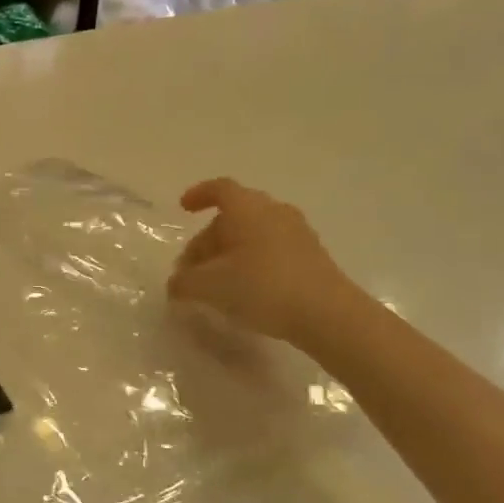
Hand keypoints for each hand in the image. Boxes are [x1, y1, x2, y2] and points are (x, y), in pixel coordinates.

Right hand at [167, 178, 362, 346]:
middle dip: (207, 240)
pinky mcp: (311, 256)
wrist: (326, 313)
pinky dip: (251, 262)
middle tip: (191, 269)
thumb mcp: (209, 286)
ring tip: (215, 283)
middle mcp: (274, 212)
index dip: (199, 195)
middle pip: (233, 217)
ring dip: (229, 253)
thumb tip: (176, 284)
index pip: (220, 189)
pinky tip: (244, 290)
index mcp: (247, 208)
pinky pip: (271, 250)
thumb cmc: (261, 287)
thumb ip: (184, 282)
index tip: (184, 208)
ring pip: (253, 234)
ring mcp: (297, 233)